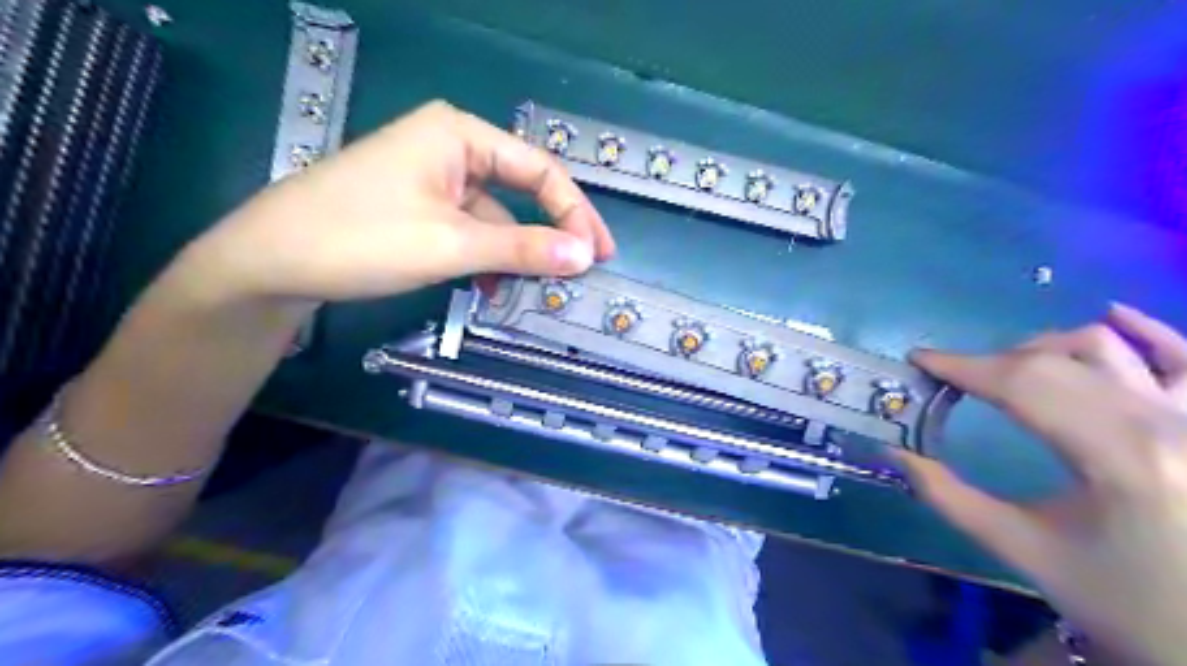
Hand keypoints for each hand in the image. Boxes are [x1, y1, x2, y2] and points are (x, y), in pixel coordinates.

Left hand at [181, 99, 621, 304]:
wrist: (269, 261)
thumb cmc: (362, 238)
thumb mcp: (453, 245)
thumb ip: (523, 249)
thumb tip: (584, 256)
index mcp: (461, 135)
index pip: (541, 171)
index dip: (576, 214)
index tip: (598, 254)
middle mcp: (451, 147)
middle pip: (521, 191)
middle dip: (551, 233)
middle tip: (581, 269)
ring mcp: (433, 178)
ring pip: (496, 216)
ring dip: (516, 253)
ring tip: (534, 289)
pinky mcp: (418, 206)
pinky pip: (470, 229)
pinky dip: (486, 258)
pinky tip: (490, 288)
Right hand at [902, 304, 1186, 662]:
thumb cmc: (1124, 602)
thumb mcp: (1023, 551)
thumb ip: (948, 498)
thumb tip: (893, 454)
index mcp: (1118, 459)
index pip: (1022, 385)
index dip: (963, 366)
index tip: (920, 360)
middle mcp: (1165, 423)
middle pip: (1054, 361)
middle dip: (991, 362)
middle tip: (953, 379)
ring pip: (1109, 347)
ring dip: (1045, 347)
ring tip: (1010, 367)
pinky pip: (1185, 356)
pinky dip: (1147, 331)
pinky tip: (1111, 315)